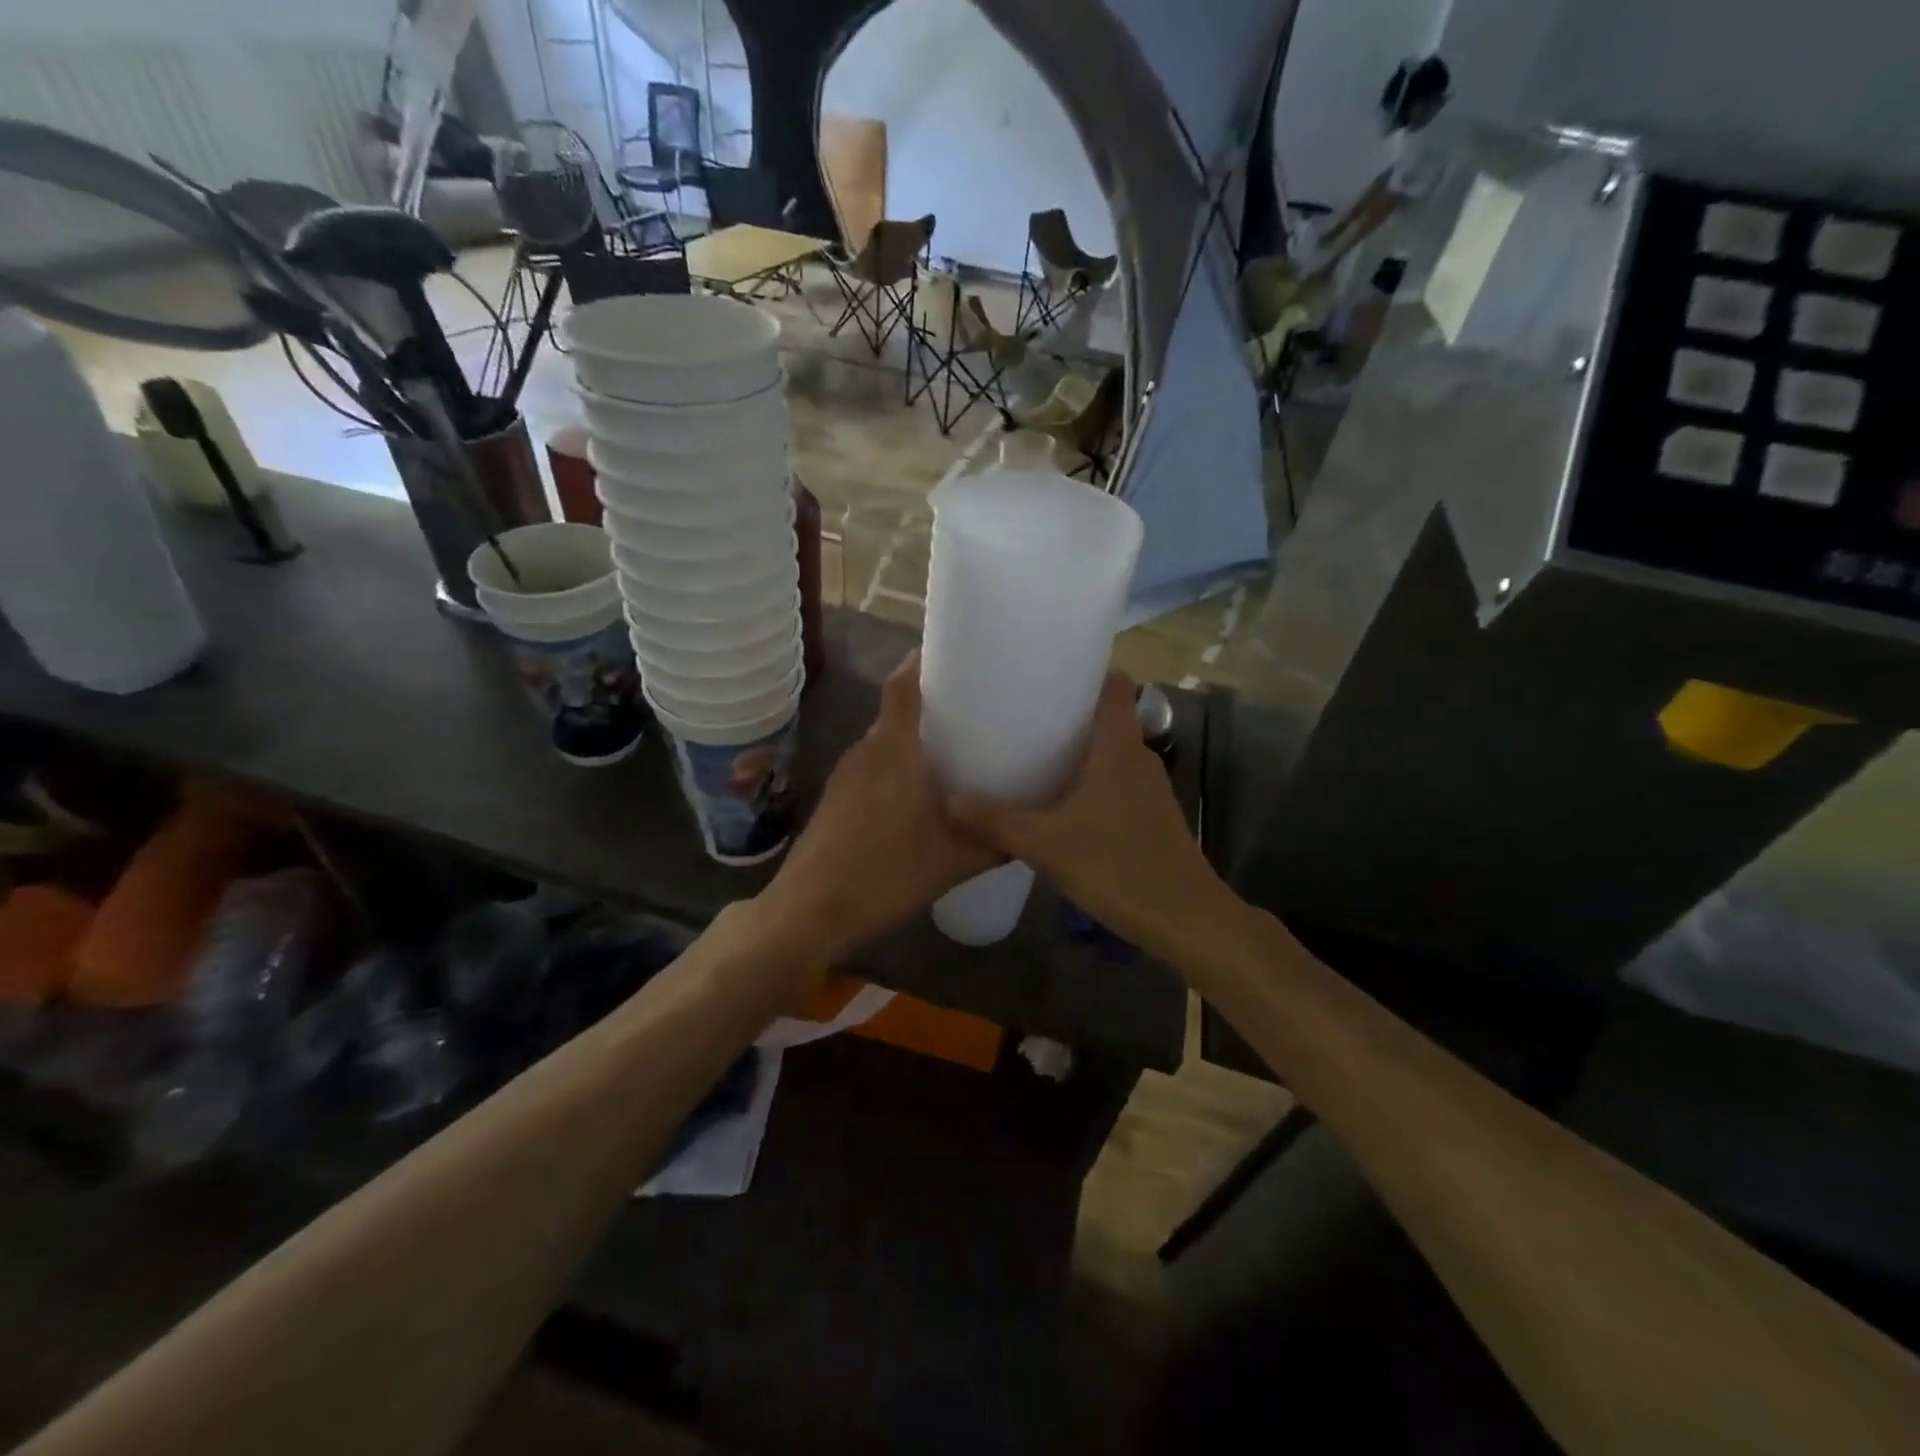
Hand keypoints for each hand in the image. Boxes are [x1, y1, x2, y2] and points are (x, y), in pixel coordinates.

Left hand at [757, 653, 997, 962]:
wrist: (810, 910)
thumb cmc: (885, 874)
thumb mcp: (954, 862)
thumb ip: (995, 842)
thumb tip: (1029, 833)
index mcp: (894, 749)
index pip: (903, 683)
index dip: (923, 661)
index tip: (955, 655)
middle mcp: (866, 750)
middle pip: (898, 711)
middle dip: (932, 705)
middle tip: (975, 712)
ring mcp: (845, 774)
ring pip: (885, 742)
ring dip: (914, 740)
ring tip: (955, 752)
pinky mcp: (836, 798)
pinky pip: (873, 766)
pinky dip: (897, 766)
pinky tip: (920, 795)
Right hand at [944, 673, 1226, 956]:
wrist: (1184, 919)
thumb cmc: (1119, 866)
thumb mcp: (1048, 844)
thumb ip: (997, 821)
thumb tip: (947, 802)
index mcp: (1119, 747)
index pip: (1115, 685)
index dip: (1088, 670)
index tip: (1048, 670)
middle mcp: (1138, 758)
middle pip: (1107, 717)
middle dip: (1068, 712)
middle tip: (1021, 713)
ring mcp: (1149, 789)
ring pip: (1110, 753)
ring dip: (1078, 750)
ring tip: (1031, 752)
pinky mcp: (1150, 816)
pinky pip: (1115, 782)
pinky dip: (1089, 781)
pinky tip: (1058, 802)